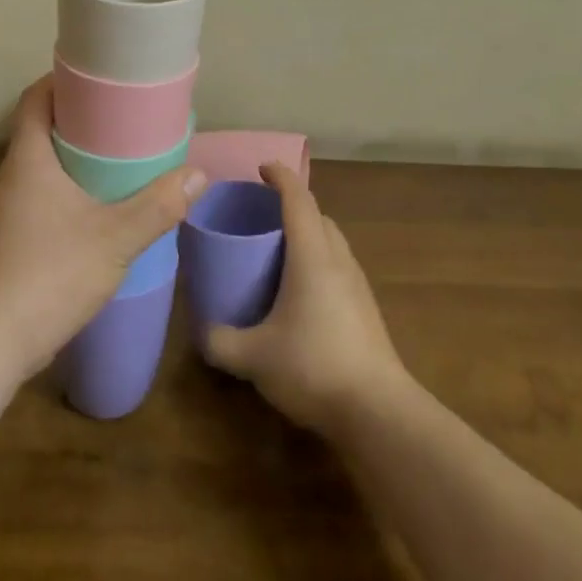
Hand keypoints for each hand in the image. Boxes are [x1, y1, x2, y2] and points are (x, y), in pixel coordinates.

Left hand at [0, 76, 204, 382]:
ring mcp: (0, 212)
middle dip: (75, 122)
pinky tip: (90, 214)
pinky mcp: (2, 241)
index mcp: (26, 161)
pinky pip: (34, 198)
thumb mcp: (116, 238)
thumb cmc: (51, 274)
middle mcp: (7, 178)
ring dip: (68, 161)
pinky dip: (60, 193)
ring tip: (111, 164)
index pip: (34, 100)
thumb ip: (158, 205)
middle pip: (37, 132)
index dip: (59, 82)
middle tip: (118, 121)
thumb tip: (198, 174)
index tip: (94, 78)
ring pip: (36, 169)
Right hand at [205, 163, 405, 435]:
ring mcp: (357, 284)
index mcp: (312, 255)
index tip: (260, 168)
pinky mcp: (366, 309)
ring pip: (331, 242)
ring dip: (307, 234)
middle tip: (261, 216)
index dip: (280, 176)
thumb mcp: (253, 356)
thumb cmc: (313, 367)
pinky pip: (338, 266)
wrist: (378, 412)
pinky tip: (299, 292)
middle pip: (318, 216)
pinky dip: (317, 261)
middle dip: (292, 206)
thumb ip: (220, 340)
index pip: (298, 198)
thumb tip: (203, 331)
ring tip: (277, 252)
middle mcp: (338, 260)